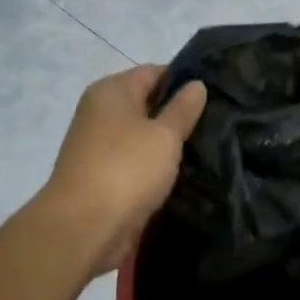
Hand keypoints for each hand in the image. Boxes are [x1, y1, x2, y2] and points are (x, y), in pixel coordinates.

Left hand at [43, 65, 207, 276]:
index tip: (216, 95)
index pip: (154, 72)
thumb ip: (183, 108)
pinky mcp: (100, 175)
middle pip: (146, 103)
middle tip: (217, 123)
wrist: (83, 228)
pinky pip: (134, 161)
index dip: (184, 81)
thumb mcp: (165, 135)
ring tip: (205, 148)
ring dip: (167, 143)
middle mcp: (100, 112)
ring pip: (142, 135)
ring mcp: (97, 145)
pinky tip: (180, 173)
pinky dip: (154, 166)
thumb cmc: (127, 169)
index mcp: (111, 91)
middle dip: (177, 114)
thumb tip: (196, 84)